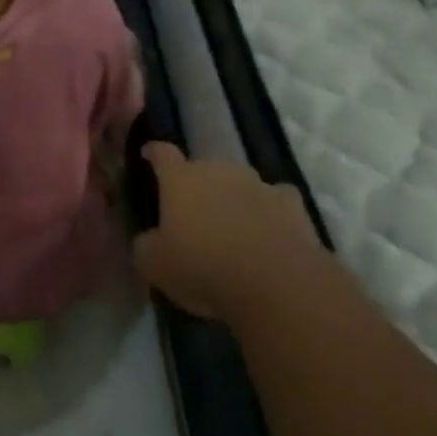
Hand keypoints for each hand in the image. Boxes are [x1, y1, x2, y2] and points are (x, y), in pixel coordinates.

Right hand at [132, 142, 322, 328]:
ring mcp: (257, 183)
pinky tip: (270, 232)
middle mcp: (218, 170)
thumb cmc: (203, 267)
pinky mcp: (291, 203)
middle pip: (203, 170)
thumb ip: (145, 246)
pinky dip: (269, 212)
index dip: (154, 153)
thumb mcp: (155, 266)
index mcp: (180, 179)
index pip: (162, 154)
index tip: (149, 154)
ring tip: (233, 228)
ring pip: (239, 184)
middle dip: (197, 187)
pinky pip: (275, 201)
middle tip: (193, 214)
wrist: (275, 282)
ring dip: (233, 199)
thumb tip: (148, 240)